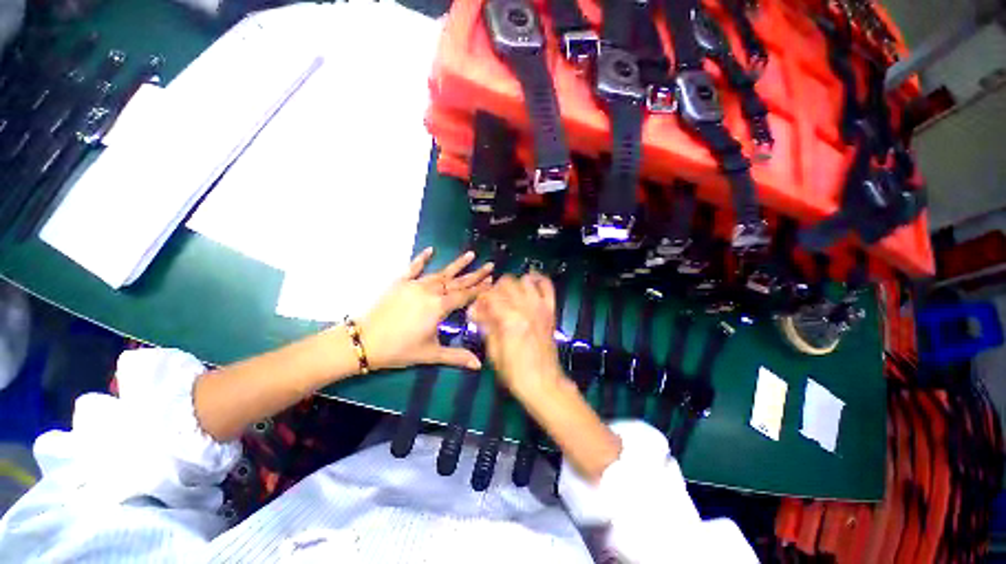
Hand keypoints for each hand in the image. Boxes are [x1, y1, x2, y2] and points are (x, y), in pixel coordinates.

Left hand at [360, 248, 492, 371]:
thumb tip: (478, 366)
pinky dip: (422, 258)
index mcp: (439, 307)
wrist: (364, 341)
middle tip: (490, 265)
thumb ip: (456, 357)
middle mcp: (431, 291)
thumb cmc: (400, 349)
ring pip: (441, 273)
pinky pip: (414, 267)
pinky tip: (431, 249)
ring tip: (471, 254)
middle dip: (476, 274)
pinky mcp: (400, 282)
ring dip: (457, 264)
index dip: (480, 290)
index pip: (465, 296)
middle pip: (458, 282)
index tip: (493, 282)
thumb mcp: (430, 354)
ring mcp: (415, 285)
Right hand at [468, 272, 565, 396]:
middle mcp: (526, 308)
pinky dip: (539, 280)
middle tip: (489, 303)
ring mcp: (541, 307)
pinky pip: (547, 287)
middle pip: (506, 283)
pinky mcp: (550, 311)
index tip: (475, 310)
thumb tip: (476, 311)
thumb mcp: (494, 352)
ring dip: (513, 285)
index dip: (479, 301)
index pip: (490, 296)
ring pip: (525, 281)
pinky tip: (530, 282)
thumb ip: (487, 326)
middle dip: (494, 291)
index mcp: (510, 319)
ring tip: (507, 296)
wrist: (544, 383)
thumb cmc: (515, 372)